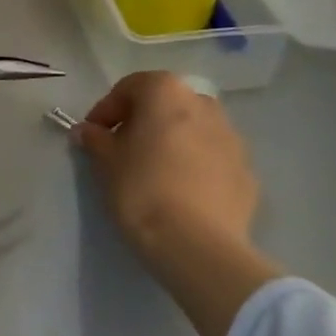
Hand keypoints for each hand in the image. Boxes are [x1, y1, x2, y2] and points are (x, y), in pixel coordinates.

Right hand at [75, 71, 283, 335]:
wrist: (199, 247)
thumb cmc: (142, 189)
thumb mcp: (106, 161)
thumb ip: (95, 139)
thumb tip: (87, 131)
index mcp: (166, 91)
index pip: (129, 88)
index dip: (106, 110)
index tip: (94, 135)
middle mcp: (203, 104)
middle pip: (165, 105)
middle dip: (144, 122)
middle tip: (124, 150)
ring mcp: (232, 138)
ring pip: (193, 130)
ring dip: (173, 142)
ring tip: (155, 172)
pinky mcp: (247, 173)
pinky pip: (213, 160)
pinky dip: (197, 167)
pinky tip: (182, 194)